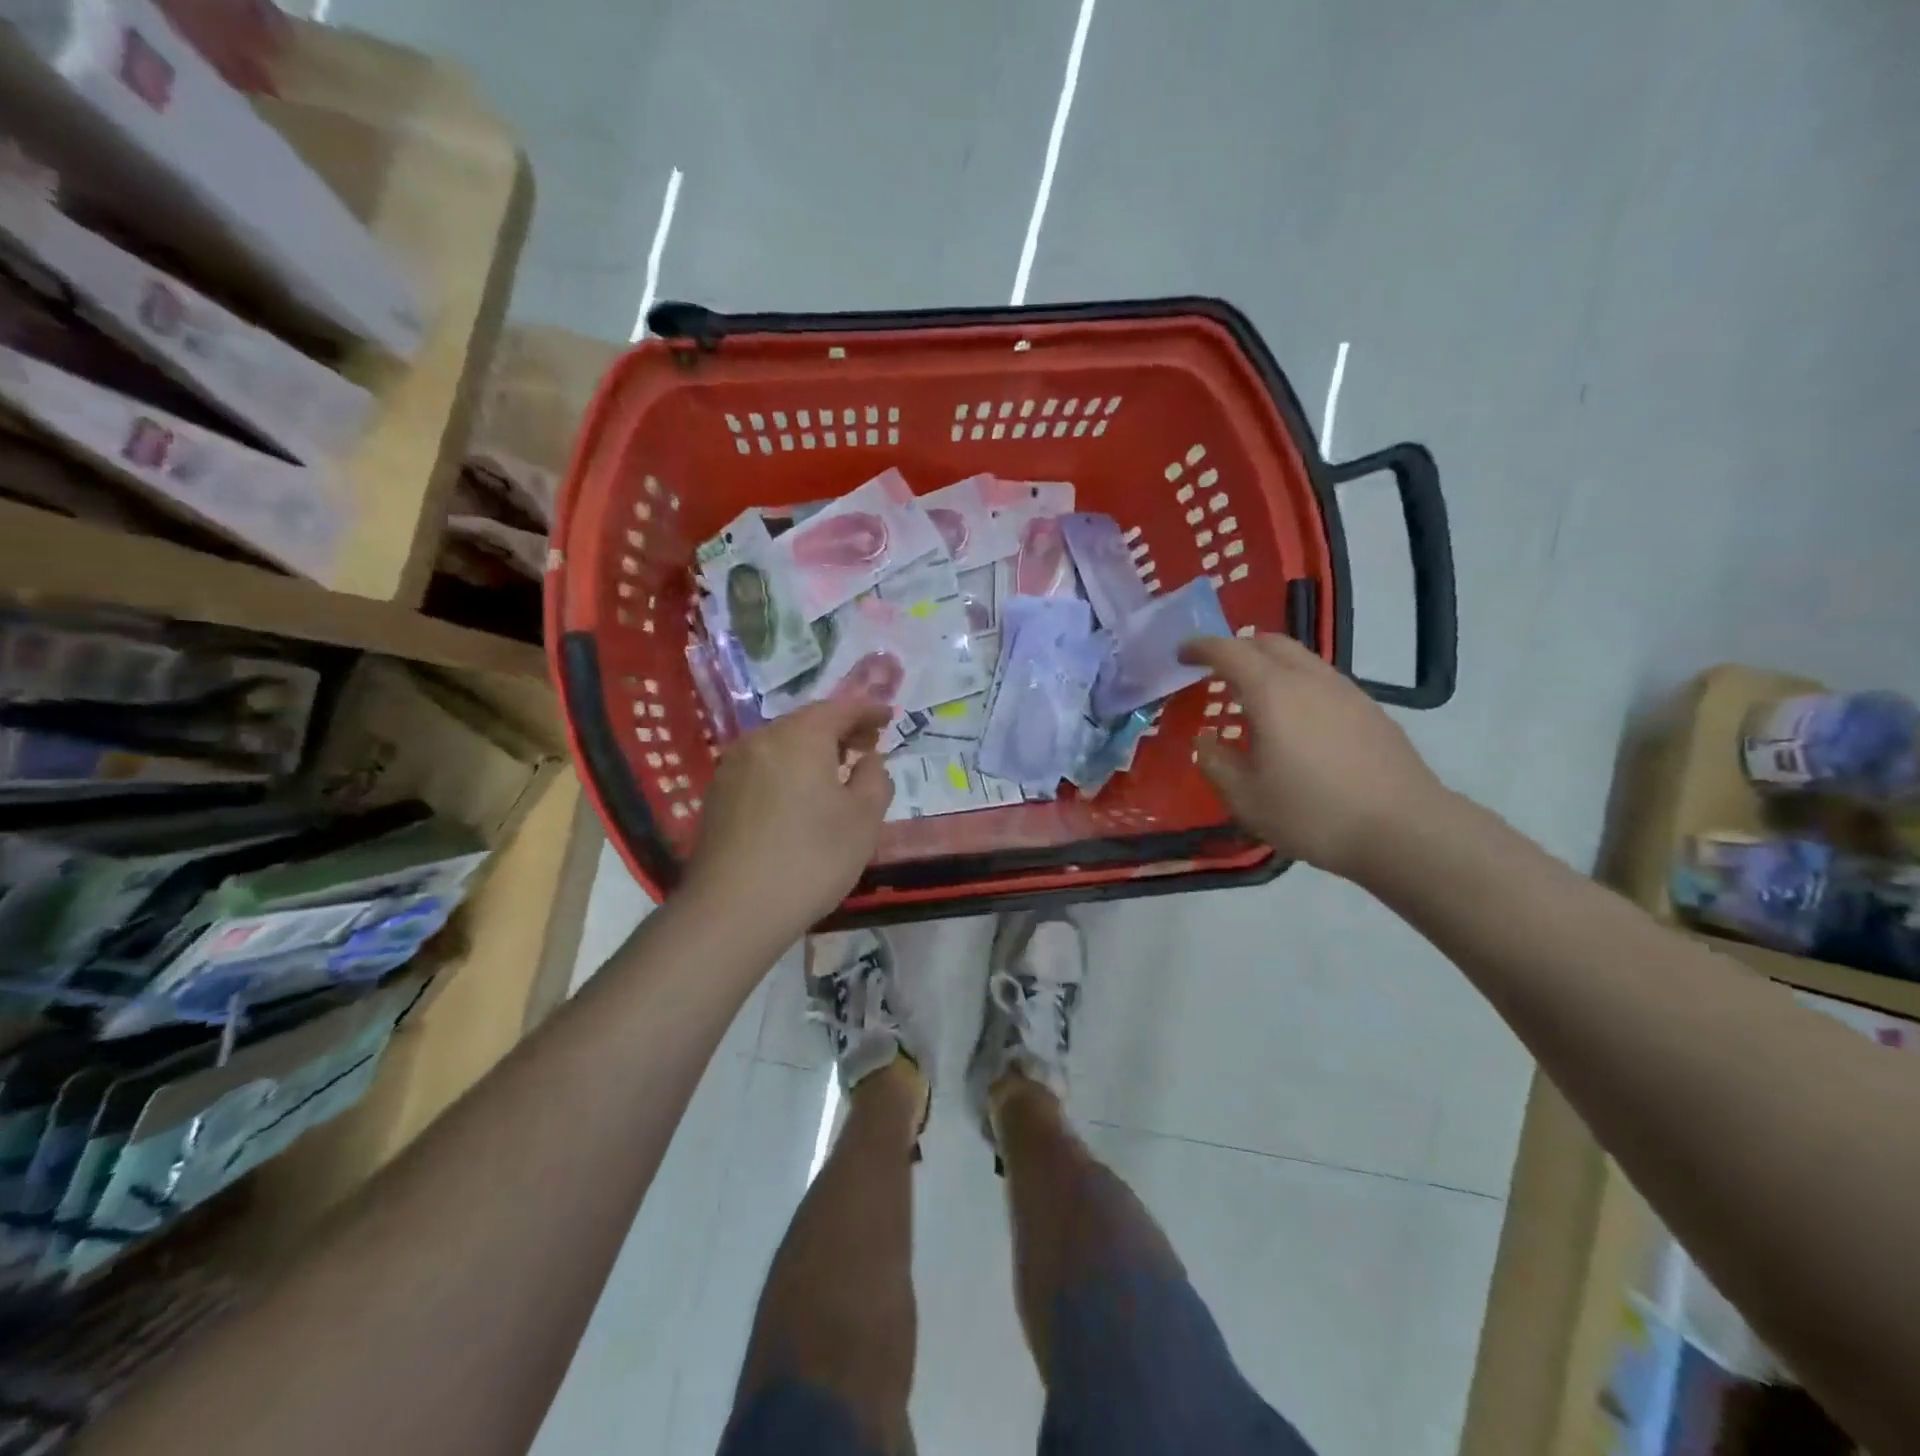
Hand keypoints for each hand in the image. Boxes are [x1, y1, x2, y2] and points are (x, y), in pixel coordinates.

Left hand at [684, 699, 894, 933]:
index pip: (840, 708)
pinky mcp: (717, 795)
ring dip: (811, 751)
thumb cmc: (812, 858)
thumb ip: (874, 779)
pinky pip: (762, 767)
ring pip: (781, 744)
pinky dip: (787, 769)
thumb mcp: (864, 820)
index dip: (868, 710)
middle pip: (807, 722)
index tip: (888, 718)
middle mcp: (762, 740)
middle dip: (840, 730)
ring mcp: (733, 766)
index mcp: (800, 737)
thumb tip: (868, 760)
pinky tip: (798, 797)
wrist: (733, 910)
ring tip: (835, 773)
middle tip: (866, 747)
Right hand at [1179, 634, 1446, 878]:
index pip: (1229, 651)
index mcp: (1272, 693)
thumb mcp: (1246, 798)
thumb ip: (1216, 762)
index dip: (1201, 647)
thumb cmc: (1312, 813)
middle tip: (1216, 669)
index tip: (1182, 653)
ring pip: (1300, 658)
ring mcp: (1346, 691)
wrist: (1404, 830)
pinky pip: (1322, 680)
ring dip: (1270, 664)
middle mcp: (1309, 679)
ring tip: (1254, 695)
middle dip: (1237, 647)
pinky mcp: (1370, 709)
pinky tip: (1296, 720)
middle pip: (1269, 642)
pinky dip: (1296, 683)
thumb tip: (1205, 739)